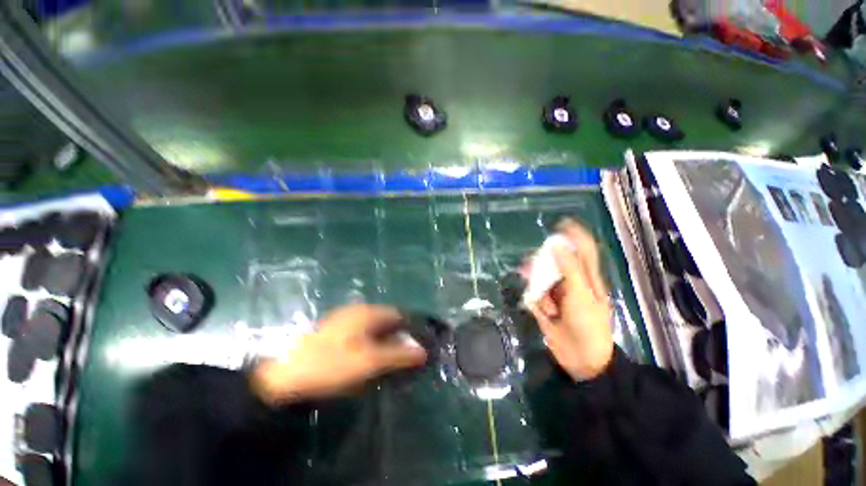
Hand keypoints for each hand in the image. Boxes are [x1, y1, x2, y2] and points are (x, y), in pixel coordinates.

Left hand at [251, 304, 426, 404]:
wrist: (284, 377)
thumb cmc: (331, 365)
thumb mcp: (369, 361)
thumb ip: (397, 354)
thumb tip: (423, 351)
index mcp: (366, 312)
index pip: (398, 314)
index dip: (410, 329)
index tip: (418, 346)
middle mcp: (357, 311)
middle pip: (386, 321)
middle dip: (398, 336)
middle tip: (405, 357)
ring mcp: (344, 320)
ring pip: (374, 328)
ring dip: (384, 341)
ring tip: (390, 361)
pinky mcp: (335, 332)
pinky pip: (362, 335)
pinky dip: (371, 345)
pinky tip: (369, 359)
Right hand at [530, 219, 613, 380]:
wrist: (583, 360)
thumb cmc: (589, 326)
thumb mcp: (582, 294)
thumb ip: (569, 268)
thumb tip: (556, 244)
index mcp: (587, 279)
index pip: (583, 250)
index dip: (574, 235)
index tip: (560, 224)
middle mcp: (571, 283)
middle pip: (556, 264)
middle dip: (543, 262)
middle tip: (532, 263)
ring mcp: (558, 296)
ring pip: (543, 279)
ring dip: (537, 285)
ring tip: (540, 296)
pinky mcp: (547, 307)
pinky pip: (536, 296)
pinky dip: (535, 301)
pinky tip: (542, 311)